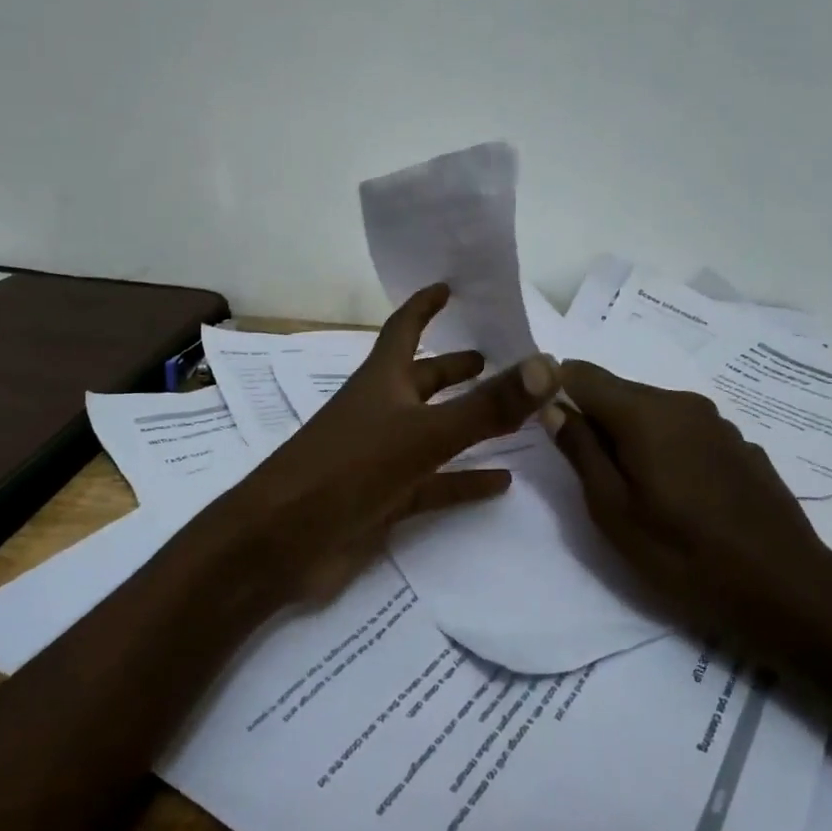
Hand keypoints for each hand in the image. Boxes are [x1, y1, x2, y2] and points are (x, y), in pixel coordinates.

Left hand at [220, 285, 559, 606]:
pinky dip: (465, 481)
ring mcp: (381, 457)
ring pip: (433, 431)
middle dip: (455, 368)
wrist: (282, 544)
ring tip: (513, 416)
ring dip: (467, 422)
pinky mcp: (384, 499)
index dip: (425, 306)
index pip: (405, 329)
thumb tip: (549, 365)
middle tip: (496, 359)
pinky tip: (502, 482)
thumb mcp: (424, 434)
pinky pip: (435, 484)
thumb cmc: (347, 470)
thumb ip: (488, 405)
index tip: (449, 286)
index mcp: (381, 382)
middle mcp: (380, 412)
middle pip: (423, 380)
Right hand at [542, 361, 831, 643]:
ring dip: (632, 437)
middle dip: (595, 420)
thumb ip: (581, 451)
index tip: (545, 422)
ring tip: (635, 490)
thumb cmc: (683, 554)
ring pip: (654, 413)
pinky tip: (680, 494)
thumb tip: (554, 407)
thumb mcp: (614, 511)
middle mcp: (682, 403)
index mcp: (645, 413)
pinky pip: (686, 431)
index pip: (582, 373)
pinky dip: (667, 448)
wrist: (785, 587)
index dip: (555, 388)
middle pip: (619, 393)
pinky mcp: (740, 444)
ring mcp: (717, 422)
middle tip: (588, 473)